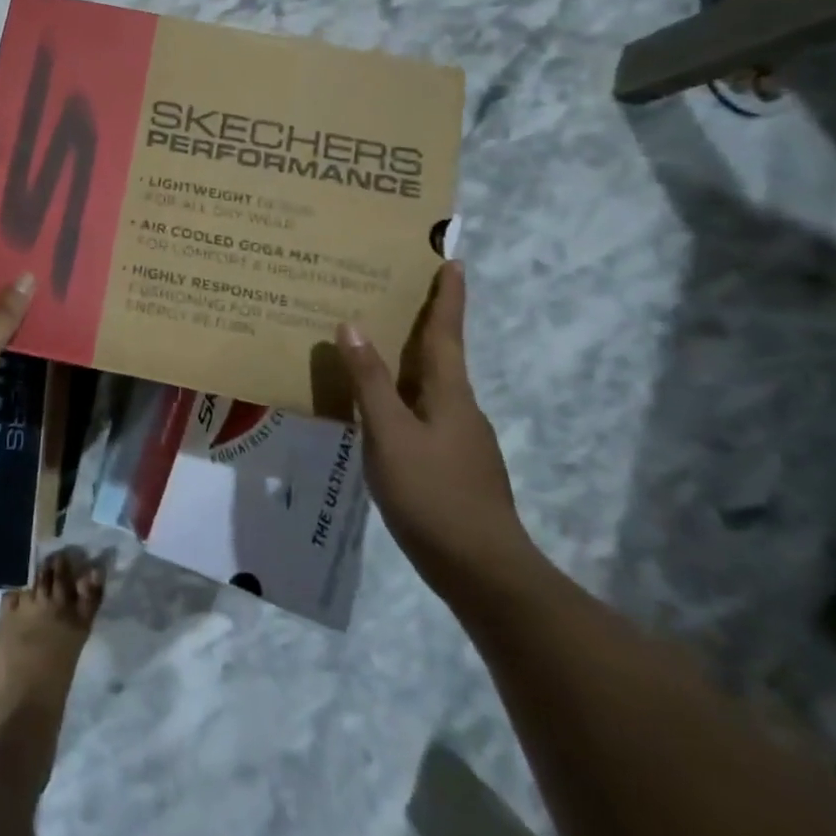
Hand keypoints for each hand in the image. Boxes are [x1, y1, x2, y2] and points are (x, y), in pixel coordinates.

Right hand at [337, 262, 537, 601]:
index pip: (446, 332)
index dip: (447, 297)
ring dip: (410, 361)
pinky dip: (404, 397)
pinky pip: (425, 415)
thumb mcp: (389, 434)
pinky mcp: (455, 467)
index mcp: (449, 393)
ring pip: (431, 387)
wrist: (484, 574)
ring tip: (376, 349)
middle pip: (440, 355)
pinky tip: (381, 412)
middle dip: (424, 322)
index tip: (453, 261)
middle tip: (395, 294)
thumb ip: (369, 381)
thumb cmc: (434, 494)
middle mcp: (461, 408)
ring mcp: (462, 440)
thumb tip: (351, 324)